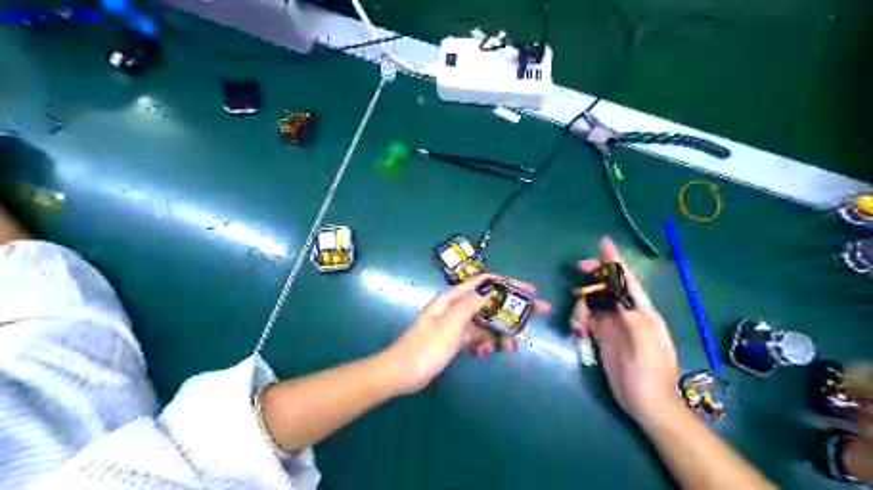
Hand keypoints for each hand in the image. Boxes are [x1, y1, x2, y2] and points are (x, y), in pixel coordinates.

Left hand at [385, 274, 547, 395]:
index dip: (509, 284)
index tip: (531, 292)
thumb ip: (470, 305)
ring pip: (486, 322)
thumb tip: (491, 288)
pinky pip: (477, 337)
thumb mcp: (449, 325)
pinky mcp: (456, 340)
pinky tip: (486, 352)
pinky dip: (485, 342)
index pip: (485, 283)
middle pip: (490, 302)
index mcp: (454, 299)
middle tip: (535, 317)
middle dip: (511, 310)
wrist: (402, 374)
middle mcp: (457, 307)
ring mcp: (457, 324)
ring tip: (509, 348)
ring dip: (500, 332)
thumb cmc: (425, 349)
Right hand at [577, 239, 684, 425]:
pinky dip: (581, 318)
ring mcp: (615, 326)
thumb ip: (632, 317)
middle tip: (578, 266)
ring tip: (580, 321)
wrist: (647, 404)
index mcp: (643, 313)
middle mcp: (628, 315)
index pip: (627, 281)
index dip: (615, 261)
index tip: (603, 243)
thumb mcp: (644, 345)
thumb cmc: (650, 374)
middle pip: (609, 287)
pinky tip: (578, 328)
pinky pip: (589, 319)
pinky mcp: (604, 337)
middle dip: (595, 275)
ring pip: (596, 302)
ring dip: (584, 303)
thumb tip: (619, 295)